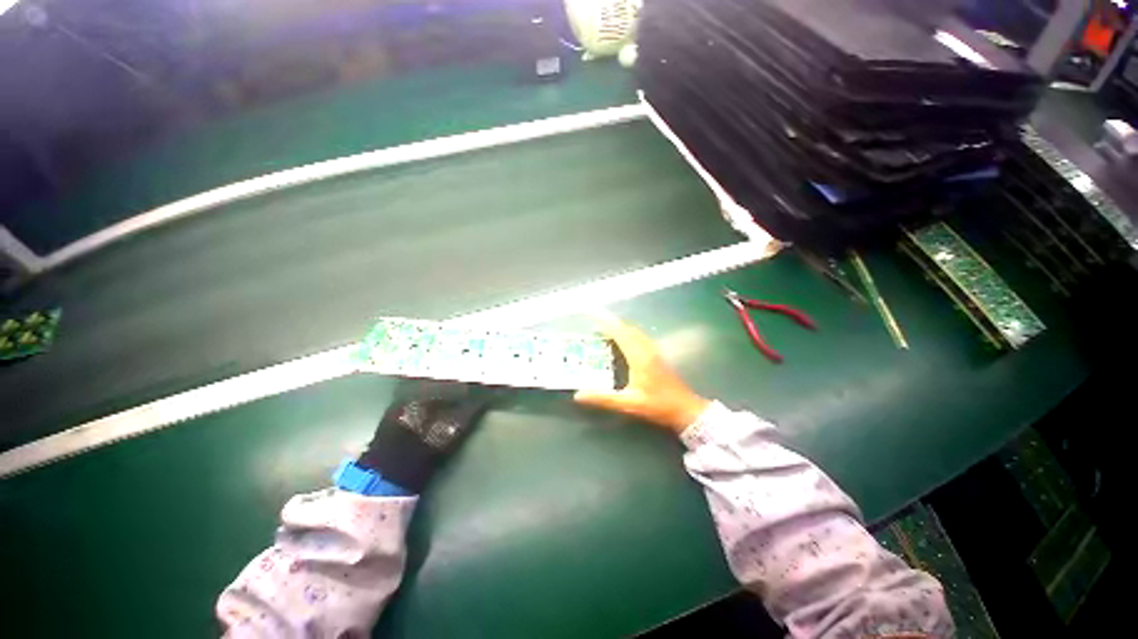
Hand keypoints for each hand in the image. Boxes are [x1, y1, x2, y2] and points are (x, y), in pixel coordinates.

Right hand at [575, 316, 709, 433]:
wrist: (685, 409)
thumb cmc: (657, 405)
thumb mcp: (628, 404)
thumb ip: (603, 399)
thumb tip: (578, 395)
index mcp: (639, 357)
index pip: (620, 333)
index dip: (606, 323)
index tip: (592, 317)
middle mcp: (647, 349)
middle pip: (627, 328)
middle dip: (611, 323)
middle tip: (594, 323)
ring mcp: (654, 351)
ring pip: (635, 331)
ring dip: (620, 327)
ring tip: (605, 329)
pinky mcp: (657, 355)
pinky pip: (640, 336)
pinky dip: (628, 333)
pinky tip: (623, 340)